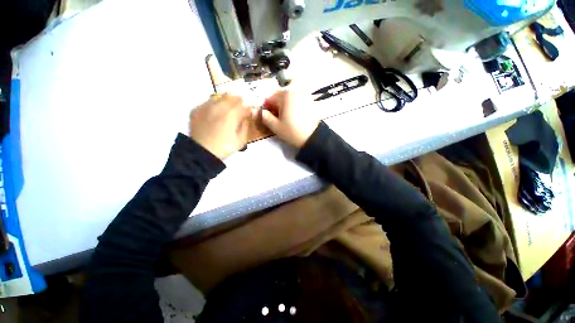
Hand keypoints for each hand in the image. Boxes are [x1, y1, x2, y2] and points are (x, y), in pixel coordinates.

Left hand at [189, 94, 251, 159]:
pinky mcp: (196, 110)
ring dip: (227, 101)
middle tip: (241, 107)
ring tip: (229, 109)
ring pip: (219, 97)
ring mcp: (205, 107)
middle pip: (231, 97)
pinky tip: (216, 112)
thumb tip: (246, 117)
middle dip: (239, 101)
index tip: (250, 112)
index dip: (249, 108)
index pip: (243, 105)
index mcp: (231, 115)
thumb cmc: (224, 148)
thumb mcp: (241, 140)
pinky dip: (215, 104)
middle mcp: (218, 107)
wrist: (202, 153)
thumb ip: (246, 126)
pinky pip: (208, 102)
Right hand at [261, 91, 319, 147]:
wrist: (313, 138)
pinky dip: (293, 105)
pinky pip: (297, 100)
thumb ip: (264, 117)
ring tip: (285, 118)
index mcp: (285, 95)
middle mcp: (295, 91)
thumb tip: (255, 111)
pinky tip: (294, 116)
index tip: (267, 117)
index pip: (270, 99)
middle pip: (279, 97)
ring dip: (284, 106)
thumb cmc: (292, 132)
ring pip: (288, 98)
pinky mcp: (310, 100)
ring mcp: (304, 95)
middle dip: (275, 106)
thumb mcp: (275, 126)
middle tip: (276, 118)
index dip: (266, 108)